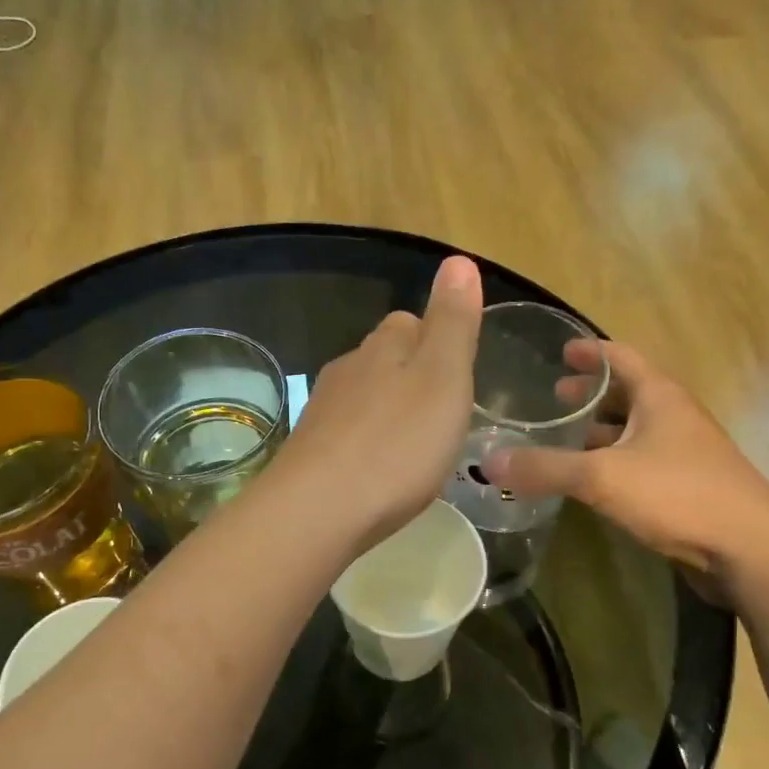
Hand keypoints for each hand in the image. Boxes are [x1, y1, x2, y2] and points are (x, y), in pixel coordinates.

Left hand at [270, 256, 482, 550]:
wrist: (318, 509)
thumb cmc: (396, 444)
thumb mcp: (443, 377)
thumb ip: (453, 322)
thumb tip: (458, 259)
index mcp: (384, 348)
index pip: (410, 322)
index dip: (437, 339)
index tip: (459, 372)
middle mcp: (348, 369)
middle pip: (383, 358)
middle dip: (412, 375)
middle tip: (443, 412)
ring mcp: (323, 411)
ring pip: (363, 396)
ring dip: (388, 410)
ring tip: (416, 444)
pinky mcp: (310, 451)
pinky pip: (347, 434)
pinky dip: (368, 443)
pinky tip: (379, 470)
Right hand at [483, 340, 768, 595]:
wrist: (751, 550)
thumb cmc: (679, 494)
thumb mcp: (602, 476)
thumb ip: (545, 468)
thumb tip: (488, 461)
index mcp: (660, 397)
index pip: (622, 357)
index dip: (591, 352)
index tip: (561, 351)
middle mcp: (673, 418)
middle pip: (628, 393)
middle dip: (591, 394)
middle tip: (554, 396)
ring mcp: (683, 454)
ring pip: (633, 431)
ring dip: (600, 431)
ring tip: (563, 438)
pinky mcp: (684, 488)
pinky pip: (639, 463)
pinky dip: (611, 462)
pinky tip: (589, 481)